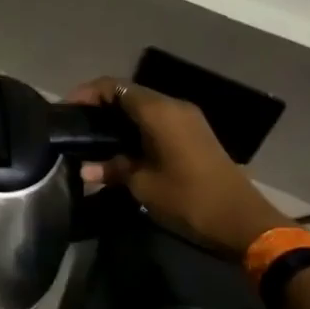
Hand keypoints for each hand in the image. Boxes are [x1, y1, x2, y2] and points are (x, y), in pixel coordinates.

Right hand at [67, 77, 289, 254]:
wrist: (243, 222)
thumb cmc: (188, 199)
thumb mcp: (143, 185)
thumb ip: (112, 169)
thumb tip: (85, 168)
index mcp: (158, 111)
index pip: (112, 86)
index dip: (86, 94)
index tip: (66, 111)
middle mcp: (173, 106)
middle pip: (128, 93)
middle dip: (100, 105)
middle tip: (77, 125)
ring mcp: (187, 119)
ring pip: (143, 106)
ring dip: (118, 117)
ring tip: (94, 137)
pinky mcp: (194, 133)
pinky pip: (157, 119)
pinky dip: (136, 126)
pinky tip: (122, 147)